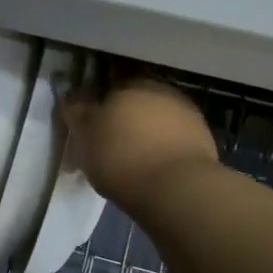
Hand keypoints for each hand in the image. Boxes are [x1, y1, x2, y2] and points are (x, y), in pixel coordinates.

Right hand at [63, 76, 217, 207]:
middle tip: (107, 146)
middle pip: (133, 102)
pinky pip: (172, 139)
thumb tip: (70, 92)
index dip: (95, 107)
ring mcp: (185, 113)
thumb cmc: (120, 157)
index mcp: (128, 84)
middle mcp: (160, 90)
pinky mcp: (202, 138)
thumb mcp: (84, 135)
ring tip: (129, 161)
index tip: (88, 128)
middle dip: (121, 119)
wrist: (176, 187)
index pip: (106, 87)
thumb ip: (76, 111)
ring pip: (154, 120)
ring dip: (142, 134)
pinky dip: (160, 149)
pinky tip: (151, 168)